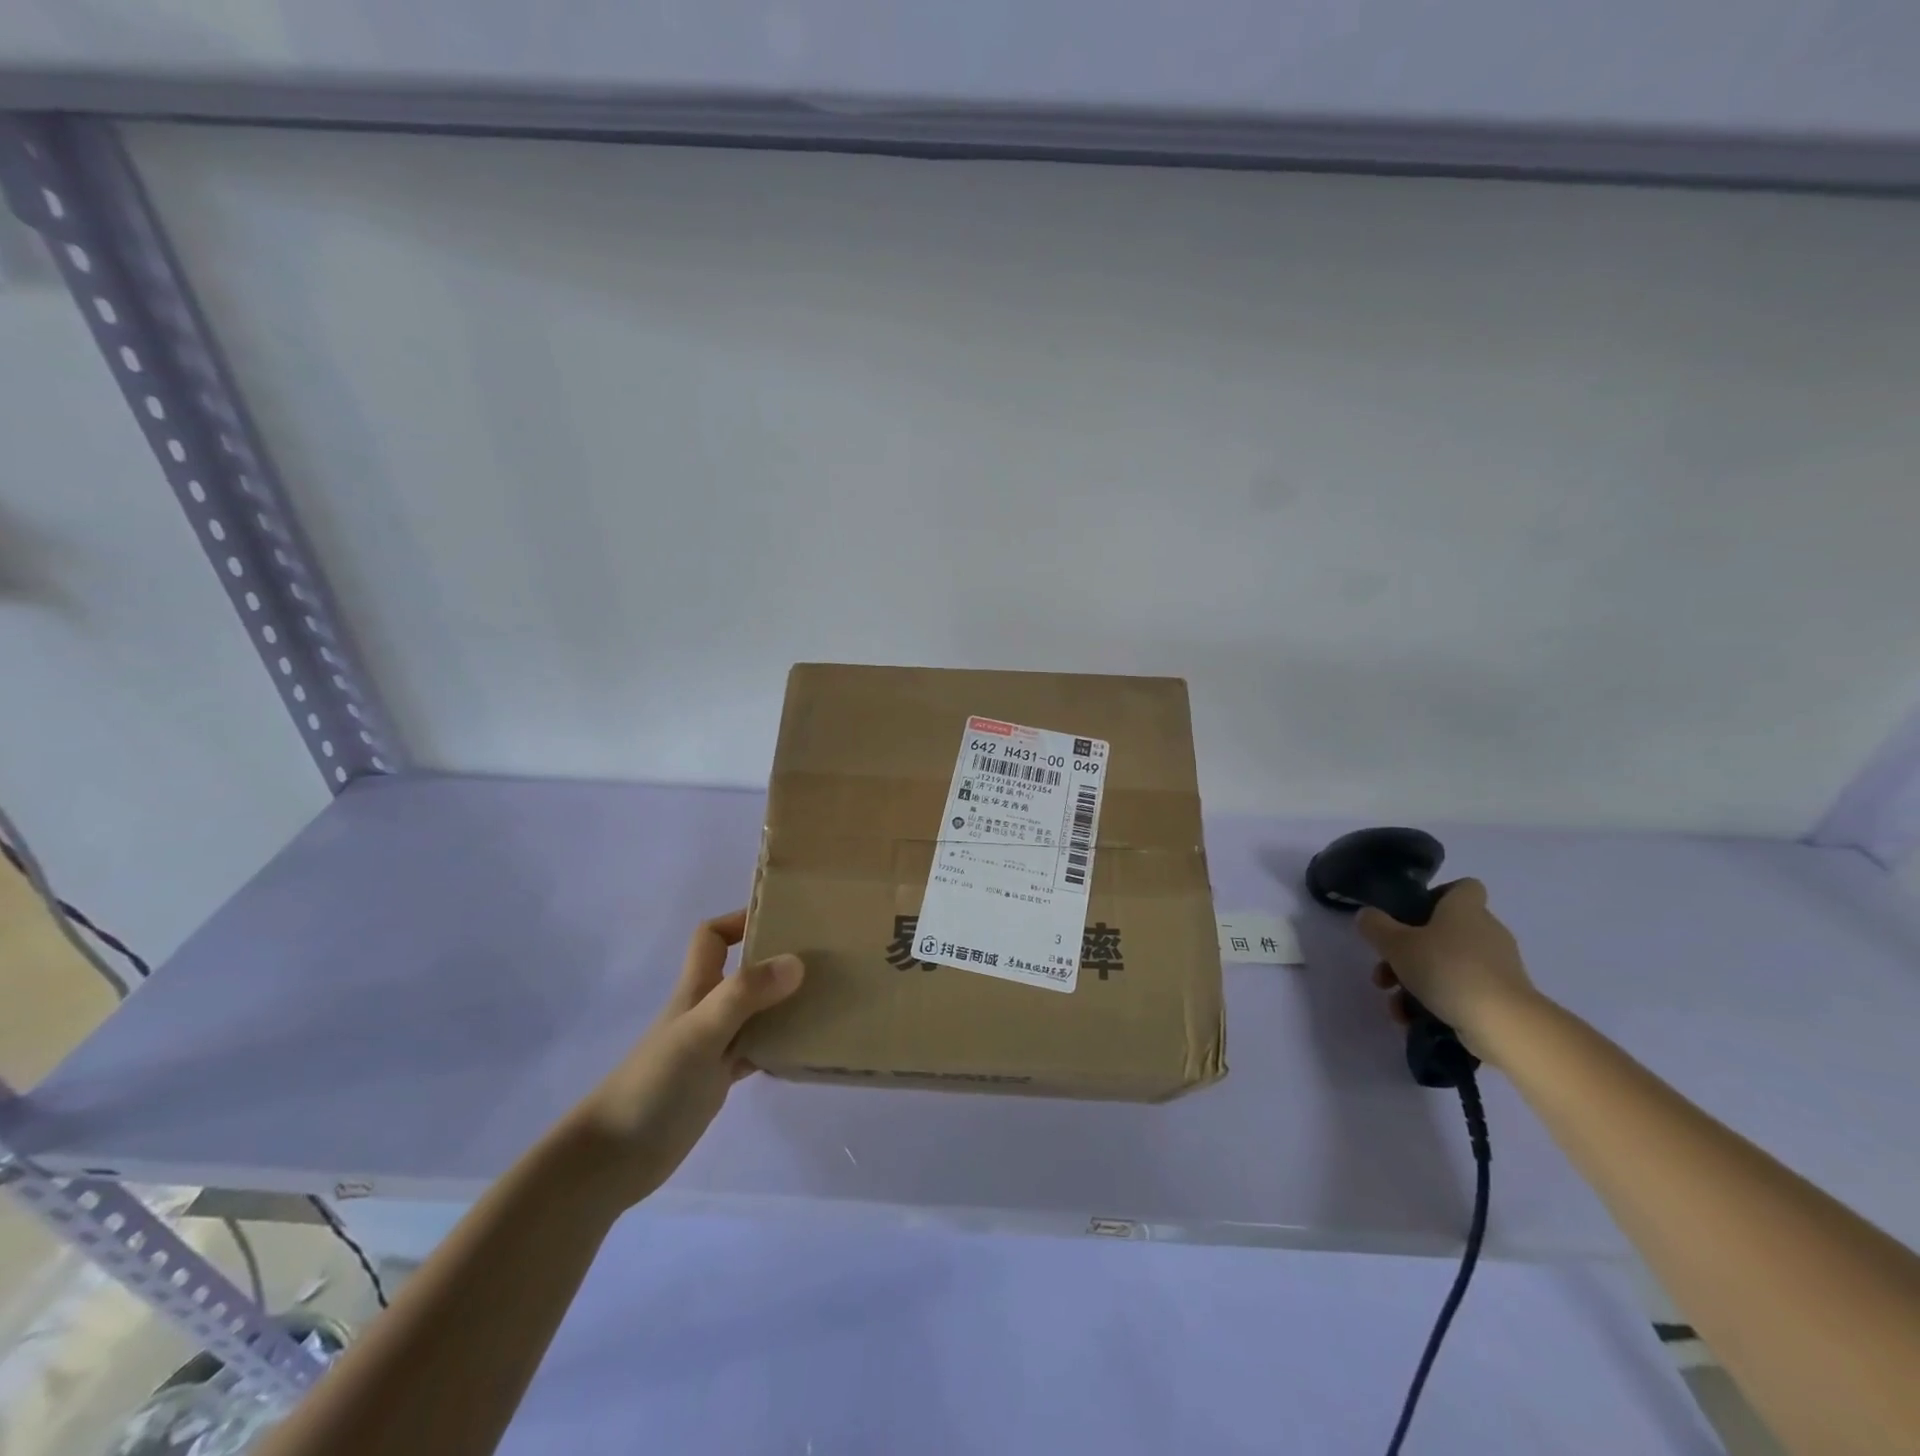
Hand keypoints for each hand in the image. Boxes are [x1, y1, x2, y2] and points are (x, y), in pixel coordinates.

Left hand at [560, 909, 803, 1209]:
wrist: (614, 1158)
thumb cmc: (654, 1085)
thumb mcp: (701, 1032)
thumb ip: (745, 995)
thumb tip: (797, 961)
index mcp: (696, 988)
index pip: (713, 937)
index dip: (740, 920)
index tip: (783, 918)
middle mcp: (705, 1010)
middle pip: (742, 971)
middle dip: (776, 959)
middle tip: (822, 958)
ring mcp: (712, 1046)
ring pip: (755, 1011)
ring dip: (784, 1003)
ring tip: (827, 998)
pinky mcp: (717, 1080)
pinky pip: (756, 1051)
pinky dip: (779, 1046)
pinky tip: (805, 1048)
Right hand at [1356, 878, 1541, 1063]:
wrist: (1504, 1023)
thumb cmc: (1447, 969)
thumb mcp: (1396, 944)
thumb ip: (1376, 926)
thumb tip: (1367, 915)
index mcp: (1464, 909)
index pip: (1463, 887)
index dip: (1437, 895)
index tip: (1410, 914)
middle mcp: (1486, 931)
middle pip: (1444, 931)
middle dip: (1410, 950)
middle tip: (1386, 969)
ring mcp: (1498, 966)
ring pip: (1448, 964)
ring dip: (1417, 980)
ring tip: (1395, 1004)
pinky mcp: (1502, 997)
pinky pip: (1461, 990)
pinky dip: (1436, 1001)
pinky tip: (1413, 1018)